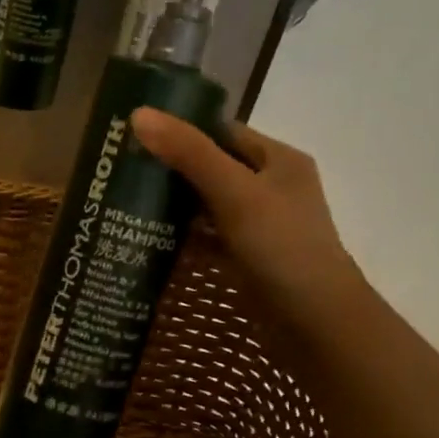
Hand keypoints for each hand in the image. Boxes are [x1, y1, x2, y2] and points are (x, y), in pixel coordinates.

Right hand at [130, 107, 361, 321]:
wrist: (316, 323)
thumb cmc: (281, 247)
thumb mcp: (234, 193)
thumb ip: (189, 153)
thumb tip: (138, 114)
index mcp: (278, 160)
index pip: (222, 132)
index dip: (181, 130)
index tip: (135, 137)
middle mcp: (272, 187)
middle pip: (213, 168)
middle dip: (171, 170)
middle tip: (122, 171)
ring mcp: (261, 226)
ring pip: (209, 205)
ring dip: (174, 205)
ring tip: (126, 202)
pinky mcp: (249, 259)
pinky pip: (209, 238)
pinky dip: (184, 238)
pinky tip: (150, 240)